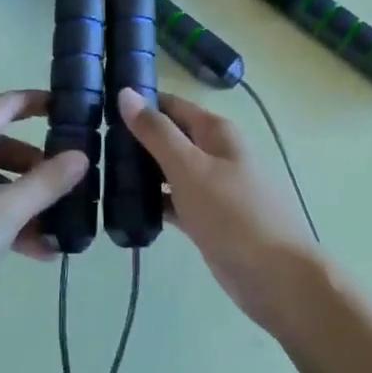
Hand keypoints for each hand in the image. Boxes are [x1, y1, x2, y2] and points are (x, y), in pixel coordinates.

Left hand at [0, 90, 88, 315]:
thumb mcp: (6, 211)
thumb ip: (46, 183)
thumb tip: (81, 157)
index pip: (2, 106)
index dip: (34, 102)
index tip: (66, 107)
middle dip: (34, 163)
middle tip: (64, 179)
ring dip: (24, 198)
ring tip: (56, 224)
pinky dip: (6, 218)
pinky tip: (36, 249)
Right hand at [120, 89, 323, 331]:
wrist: (278, 279)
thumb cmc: (233, 214)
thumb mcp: (189, 167)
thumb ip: (156, 132)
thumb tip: (126, 93)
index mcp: (214, 131)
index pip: (170, 104)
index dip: (139, 102)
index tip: (100, 108)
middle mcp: (214, 152)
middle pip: (169, 135)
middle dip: (136, 138)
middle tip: (94, 143)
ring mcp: (211, 187)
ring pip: (169, 169)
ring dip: (142, 170)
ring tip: (100, 172)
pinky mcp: (207, 218)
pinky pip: (174, 201)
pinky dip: (154, 201)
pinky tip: (126, 207)